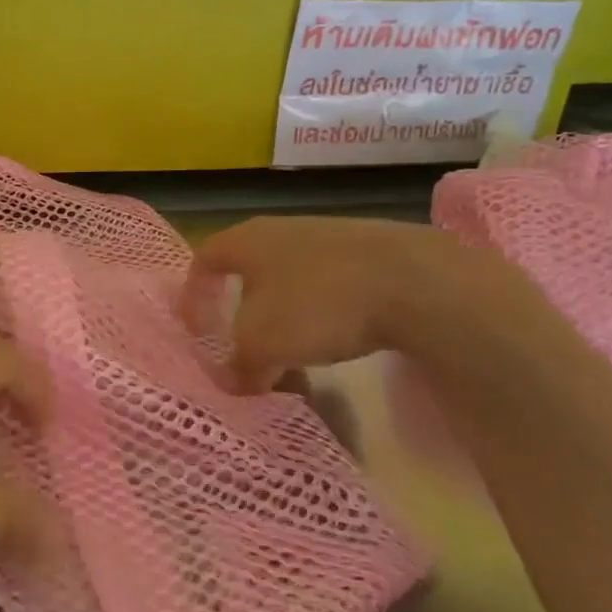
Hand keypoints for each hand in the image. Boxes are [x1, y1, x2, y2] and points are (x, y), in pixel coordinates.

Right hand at [183, 215, 511, 392]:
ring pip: (291, 278)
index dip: (194, 294)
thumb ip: (239, 365)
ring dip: (285, 314)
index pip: (204, 259)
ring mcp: (330, 236)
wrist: (418, 282)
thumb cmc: (319, 304)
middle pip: (249, 269)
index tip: (195, 327)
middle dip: (242, 308)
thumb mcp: (263, 344)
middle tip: (244, 345)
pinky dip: (323, 312)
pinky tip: (340, 337)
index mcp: (247, 240)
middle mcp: (283, 229)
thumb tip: (234, 382)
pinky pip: (330, 282)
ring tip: (294, 351)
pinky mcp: (371, 251)